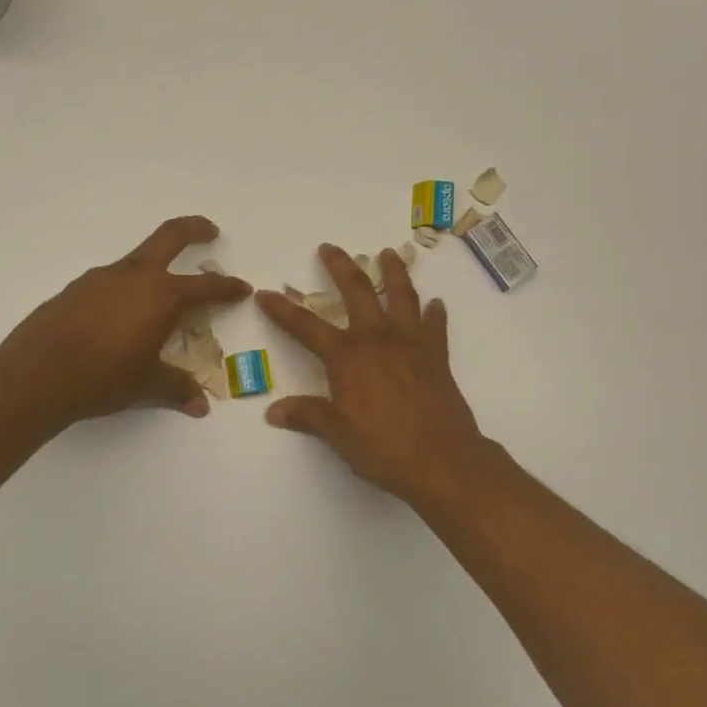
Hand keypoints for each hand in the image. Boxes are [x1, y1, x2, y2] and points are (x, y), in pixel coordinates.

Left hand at [0, 216, 250, 429]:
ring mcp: (101, 278)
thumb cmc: (102, 378)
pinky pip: (111, 280)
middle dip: (195, 230)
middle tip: (210, 232)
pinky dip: (127, 287)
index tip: (242, 287)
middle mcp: (134, 276)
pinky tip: (122, 315)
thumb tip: (200, 405)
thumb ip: (176, 388)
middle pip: (170, 236)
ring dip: (156, 266)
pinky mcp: (76, 289)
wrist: (35, 375)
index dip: (227, 287)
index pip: (205, 286)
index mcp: (160, 296)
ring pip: (137, 260)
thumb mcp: (146, 384)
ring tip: (162, 295)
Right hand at [256, 244, 486, 504]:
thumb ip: (308, 416)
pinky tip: (435, 304)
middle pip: (356, 291)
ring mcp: (411, 343)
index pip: (305, 327)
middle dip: (340, 267)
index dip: (282, 310)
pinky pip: (435, 325)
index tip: (265, 293)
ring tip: (388, 253)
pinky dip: (434, 313)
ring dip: (393, 271)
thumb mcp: (337, 434)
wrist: (441, 459)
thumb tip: (274, 411)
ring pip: (401, 295)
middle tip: (330, 248)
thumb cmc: (383, 447)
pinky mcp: (437, 355)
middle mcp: (377, 339)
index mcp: (347, 356)